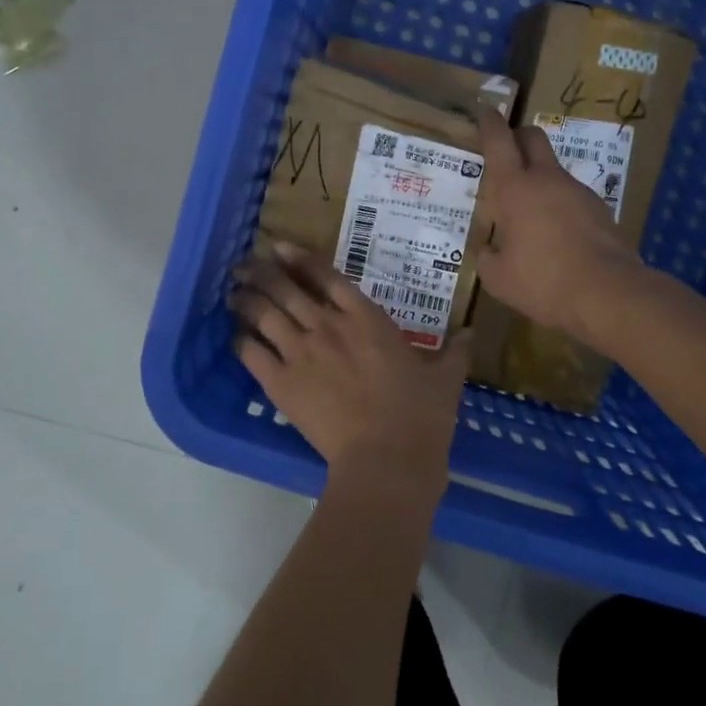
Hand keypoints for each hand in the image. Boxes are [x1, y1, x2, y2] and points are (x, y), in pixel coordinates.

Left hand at [231, 243, 469, 515]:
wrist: (387, 459)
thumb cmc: (420, 415)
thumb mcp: (445, 379)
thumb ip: (456, 352)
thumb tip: (472, 333)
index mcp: (367, 318)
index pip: (327, 276)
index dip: (300, 258)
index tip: (279, 247)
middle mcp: (328, 326)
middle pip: (287, 288)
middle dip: (263, 273)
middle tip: (245, 265)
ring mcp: (301, 352)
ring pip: (265, 314)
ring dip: (247, 299)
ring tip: (233, 292)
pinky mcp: (281, 383)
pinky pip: (252, 353)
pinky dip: (241, 341)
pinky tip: (236, 336)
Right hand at [476, 110, 644, 340]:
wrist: (607, 293)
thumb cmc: (542, 282)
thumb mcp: (498, 278)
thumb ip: (488, 257)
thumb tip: (489, 249)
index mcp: (515, 188)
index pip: (498, 141)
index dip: (489, 123)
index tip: (485, 112)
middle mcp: (547, 180)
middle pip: (533, 138)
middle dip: (518, 136)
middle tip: (506, 153)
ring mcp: (578, 191)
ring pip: (554, 170)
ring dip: (539, 178)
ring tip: (529, 212)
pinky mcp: (600, 209)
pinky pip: (572, 196)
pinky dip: (559, 205)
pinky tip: (556, 234)